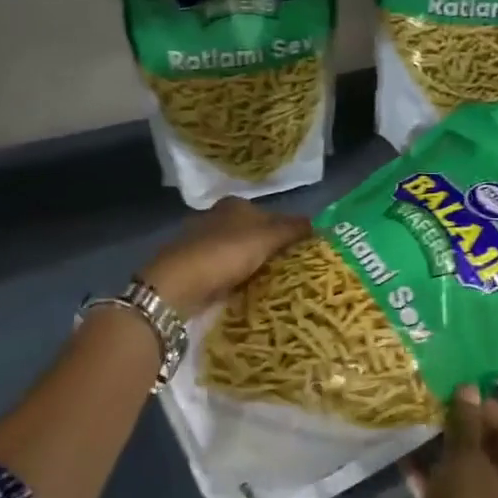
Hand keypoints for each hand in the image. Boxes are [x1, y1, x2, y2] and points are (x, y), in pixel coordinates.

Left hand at [139, 198, 309, 319]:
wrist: (178, 285)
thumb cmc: (225, 253)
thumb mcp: (266, 237)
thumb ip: (292, 229)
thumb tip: (319, 224)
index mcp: (235, 205)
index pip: (271, 214)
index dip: (289, 231)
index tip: (306, 252)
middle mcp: (217, 218)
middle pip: (254, 234)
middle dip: (271, 249)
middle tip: (295, 271)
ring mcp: (203, 244)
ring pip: (239, 254)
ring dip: (254, 266)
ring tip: (277, 285)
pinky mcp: (195, 268)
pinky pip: (226, 272)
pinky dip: (238, 280)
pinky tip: (249, 292)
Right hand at [401, 388, 497, 497]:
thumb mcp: (465, 467)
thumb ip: (466, 427)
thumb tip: (470, 388)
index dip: (492, 409)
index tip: (460, 396)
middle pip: (489, 451)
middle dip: (464, 428)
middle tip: (433, 409)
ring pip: (464, 472)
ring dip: (443, 451)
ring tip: (416, 428)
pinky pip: (443, 496)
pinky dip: (427, 478)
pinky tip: (403, 464)